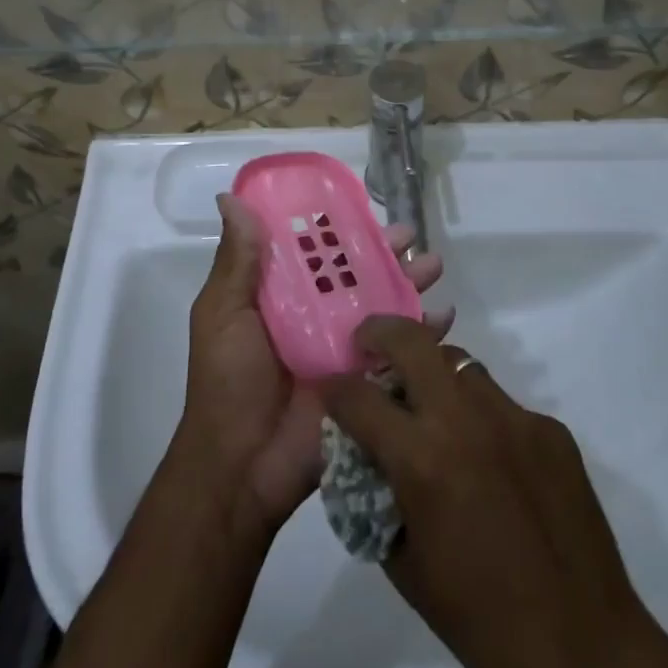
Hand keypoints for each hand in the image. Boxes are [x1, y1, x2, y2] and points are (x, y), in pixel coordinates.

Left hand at [179, 195, 450, 534]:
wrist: (242, 469)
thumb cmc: (226, 382)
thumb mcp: (222, 314)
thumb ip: (236, 261)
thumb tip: (230, 198)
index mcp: (280, 294)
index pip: (314, 250)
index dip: (337, 226)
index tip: (361, 204)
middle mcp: (315, 314)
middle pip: (356, 273)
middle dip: (383, 252)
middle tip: (410, 235)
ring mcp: (343, 348)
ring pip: (382, 305)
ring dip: (409, 282)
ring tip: (432, 264)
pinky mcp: (366, 382)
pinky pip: (399, 352)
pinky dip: (424, 333)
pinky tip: (445, 315)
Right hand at [323, 318, 667, 667]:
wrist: (584, 648)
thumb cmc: (480, 619)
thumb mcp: (405, 565)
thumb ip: (379, 497)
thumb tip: (368, 456)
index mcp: (422, 460)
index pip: (358, 397)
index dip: (334, 387)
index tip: (329, 385)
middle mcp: (465, 420)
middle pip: (412, 341)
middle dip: (380, 332)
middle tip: (369, 342)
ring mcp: (513, 417)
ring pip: (461, 366)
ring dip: (436, 376)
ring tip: (434, 410)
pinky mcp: (550, 428)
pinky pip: (503, 406)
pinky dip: (483, 420)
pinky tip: (492, 462)